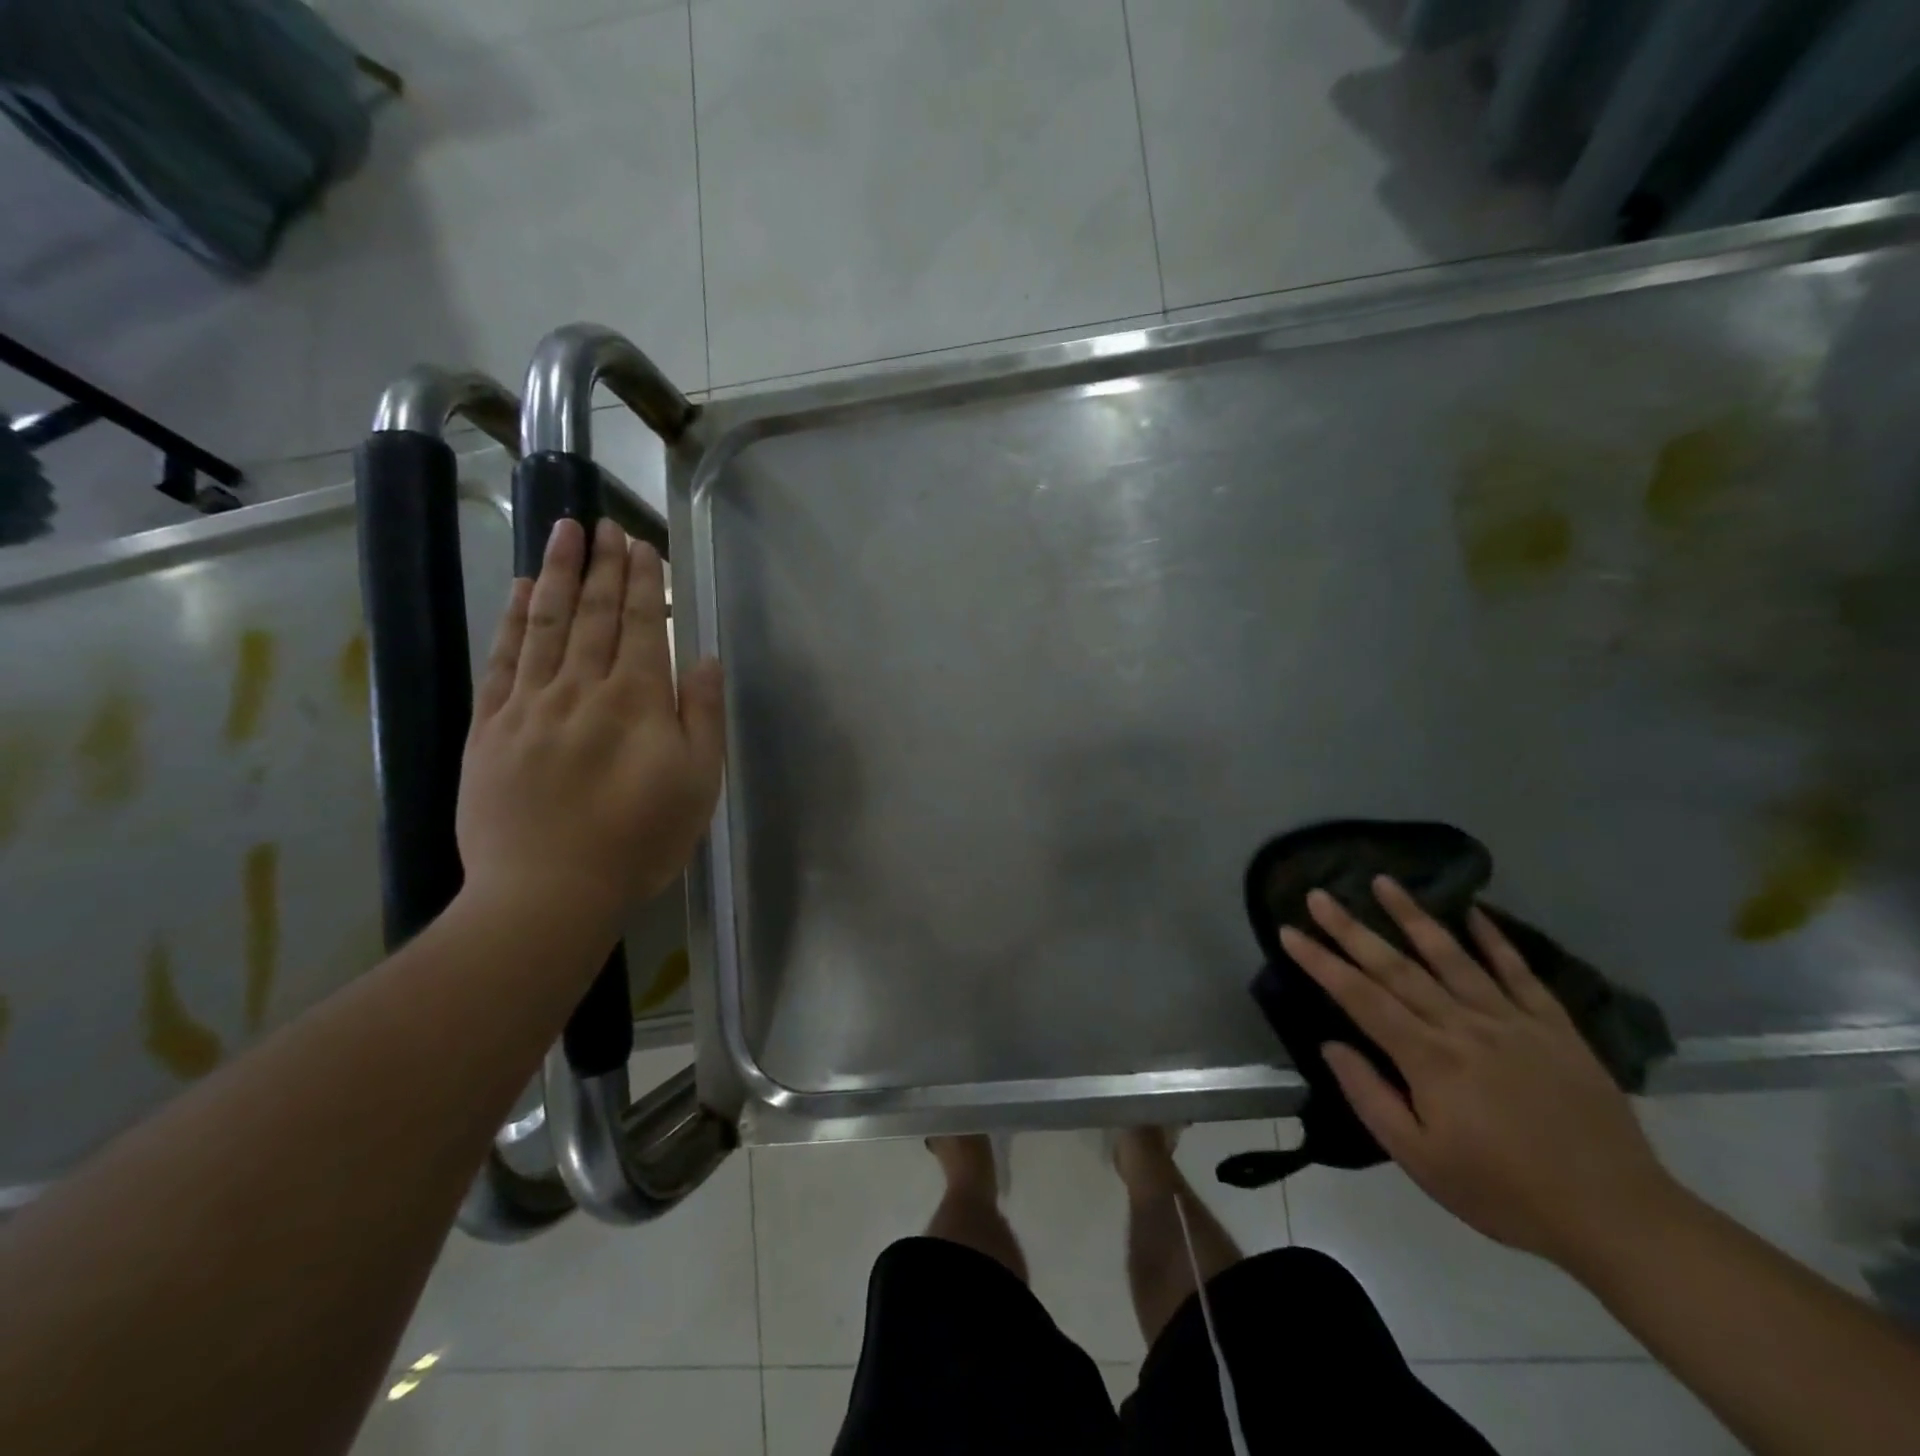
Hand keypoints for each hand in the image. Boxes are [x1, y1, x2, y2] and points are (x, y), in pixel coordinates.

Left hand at [456, 517, 725, 942]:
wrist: (548, 892)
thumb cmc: (640, 841)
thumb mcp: (698, 783)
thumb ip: (702, 715)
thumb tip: (702, 657)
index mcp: (636, 701)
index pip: (639, 626)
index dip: (641, 583)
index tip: (641, 545)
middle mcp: (581, 688)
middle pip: (592, 614)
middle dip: (602, 566)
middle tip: (604, 525)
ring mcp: (529, 705)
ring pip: (544, 624)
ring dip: (555, 574)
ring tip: (562, 532)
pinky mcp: (490, 727)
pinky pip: (502, 660)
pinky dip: (511, 620)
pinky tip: (517, 591)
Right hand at [1279, 879, 1680, 1270]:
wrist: (1617, 1217)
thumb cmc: (1505, 1192)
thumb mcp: (1421, 1161)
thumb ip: (1370, 1098)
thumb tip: (1332, 1046)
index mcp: (1428, 1058)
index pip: (1360, 997)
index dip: (1321, 962)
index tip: (1289, 931)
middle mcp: (1463, 1026)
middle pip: (1397, 967)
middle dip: (1351, 929)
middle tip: (1319, 894)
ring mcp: (1512, 1021)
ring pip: (1452, 956)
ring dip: (1413, 916)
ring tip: (1383, 881)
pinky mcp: (1554, 1027)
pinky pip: (1518, 972)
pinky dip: (1494, 938)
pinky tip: (1472, 911)